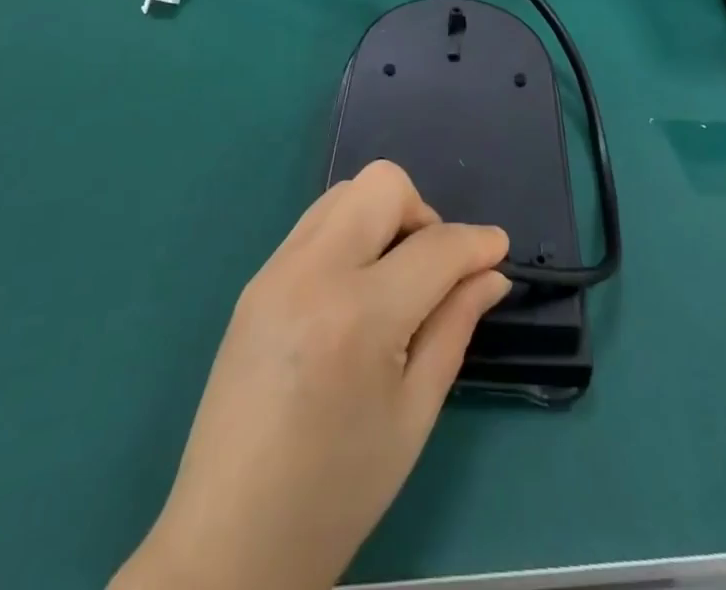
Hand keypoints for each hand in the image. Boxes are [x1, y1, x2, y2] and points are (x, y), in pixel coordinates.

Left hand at [112, 161, 509, 589]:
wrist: (226, 542)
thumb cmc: (336, 493)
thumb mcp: (414, 415)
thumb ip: (455, 327)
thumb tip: (491, 274)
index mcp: (358, 316)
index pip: (435, 247)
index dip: (477, 242)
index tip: (499, 249)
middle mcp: (312, 272)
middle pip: (382, 184)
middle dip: (423, 212)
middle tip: (434, 267)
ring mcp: (276, 270)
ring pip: (346, 193)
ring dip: (383, 216)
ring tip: (394, 278)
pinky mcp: (255, 280)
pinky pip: (316, 223)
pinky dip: (350, 234)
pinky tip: (355, 290)